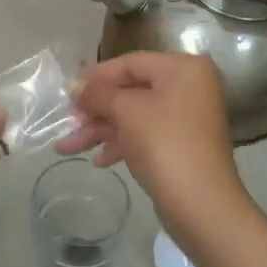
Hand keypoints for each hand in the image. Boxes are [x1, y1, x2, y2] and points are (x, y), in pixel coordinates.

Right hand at [56, 52, 251, 242]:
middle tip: (66, 121)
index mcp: (183, 69)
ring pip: (134, 116)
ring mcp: (186, 118)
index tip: (67, 89)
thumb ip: (97, 94)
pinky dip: (121, 143)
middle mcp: (189, 87)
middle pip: (131, 91)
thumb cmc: (163, 144)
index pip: (131, 63)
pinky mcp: (182, 145)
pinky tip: (99, 161)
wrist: (200, 203)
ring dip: (101, 130)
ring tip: (67, 148)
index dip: (96, 76)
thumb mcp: (125, 111)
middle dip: (95, 109)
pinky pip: (145, 135)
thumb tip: (76, 87)